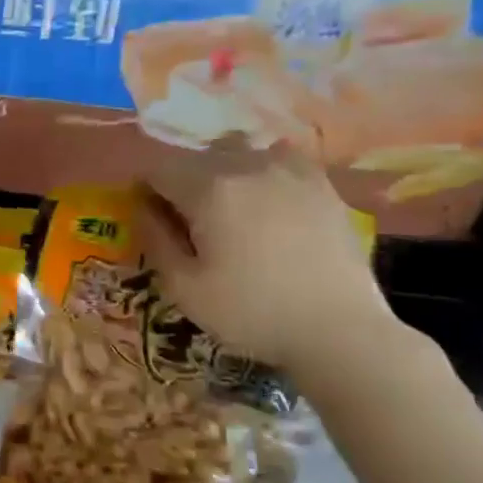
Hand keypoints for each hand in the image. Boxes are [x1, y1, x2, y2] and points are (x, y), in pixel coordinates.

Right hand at [135, 145, 390, 374]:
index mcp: (208, 188)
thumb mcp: (183, 288)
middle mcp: (247, 164)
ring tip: (230, 209)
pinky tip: (269, 202)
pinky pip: (278, 159)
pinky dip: (262, 172)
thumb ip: (155, 239)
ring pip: (238, 151)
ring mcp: (289, 169)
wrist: (340, 330)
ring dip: (222, 172)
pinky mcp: (321, 182)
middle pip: (196, 157)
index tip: (151, 220)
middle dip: (182, 183)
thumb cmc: (251, 313)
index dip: (146, 192)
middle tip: (189, 224)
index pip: (157, 169)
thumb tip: (142, 207)